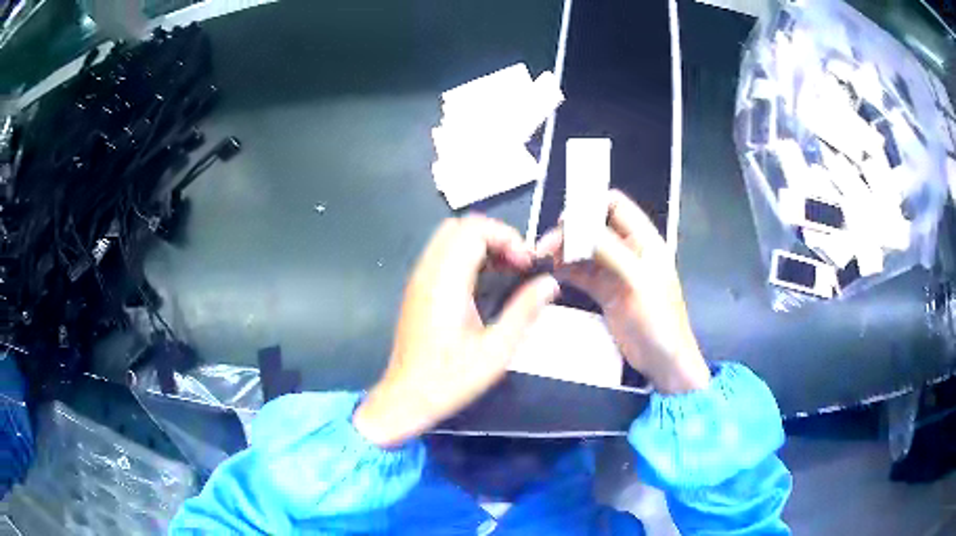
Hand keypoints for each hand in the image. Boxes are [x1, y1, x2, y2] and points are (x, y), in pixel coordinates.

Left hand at [354, 216, 559, 447]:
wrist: (407, 397)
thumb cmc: (450, 379)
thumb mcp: (497, 350)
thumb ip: (524, 311)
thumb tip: (548, 284)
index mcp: (446, 283)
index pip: (474, 230)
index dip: (506, 237)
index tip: (526, 263)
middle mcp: (428, 273)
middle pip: (460, 226)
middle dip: (494, 236)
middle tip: (517, 263)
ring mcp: (419, 280)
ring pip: (448, 237)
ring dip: (480, 244)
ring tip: (505, 271)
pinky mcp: (417, 290)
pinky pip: (441, 254)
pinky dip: (466, 255)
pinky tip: (483, 284)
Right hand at [536, 190, 709, 394]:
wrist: (662, 360)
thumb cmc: (659, 320)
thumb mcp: (638, 281)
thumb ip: (611, 251)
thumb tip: (579, 227)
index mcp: (645, 240)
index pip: (616, 206)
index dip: (590, 206)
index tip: (565, 218)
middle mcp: (629, 251)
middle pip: (594, 228)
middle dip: (570, 232)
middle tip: (547, 246)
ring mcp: (615, 272)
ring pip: (585, 250)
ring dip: (564, 251)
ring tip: (544, 259)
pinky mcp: (605, 291)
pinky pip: (582, 273)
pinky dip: (566, 270)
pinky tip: (551, 272)